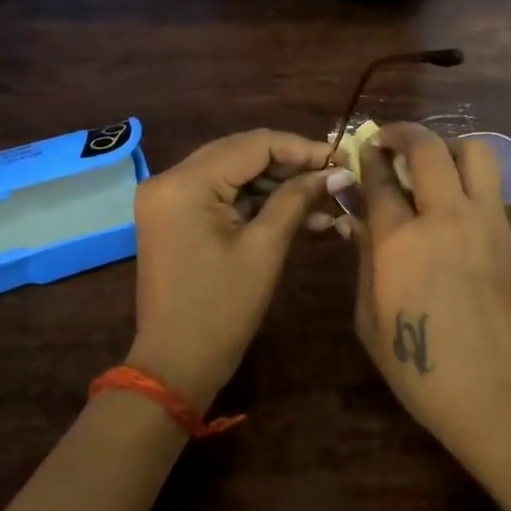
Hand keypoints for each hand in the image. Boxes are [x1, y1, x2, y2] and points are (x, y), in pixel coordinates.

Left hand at [128, 129, 342, 410]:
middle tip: (335, 174)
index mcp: (185, 183)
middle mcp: (169, 179)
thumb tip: (336, 170)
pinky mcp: (175, 216)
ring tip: (324, 199)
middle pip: (241, 153)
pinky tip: (298, 212)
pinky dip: (257, 201)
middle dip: (291, 164)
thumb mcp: (264, 249)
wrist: (175, 366)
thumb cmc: (221, 310)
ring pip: (234, 173)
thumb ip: (297, 199)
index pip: (252, 145)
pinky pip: (222, 194)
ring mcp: (169, 198)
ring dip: (277, 184)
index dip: (301, 148)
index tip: (341, 158)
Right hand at [347, 123, 510, 462]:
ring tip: (429, 164)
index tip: (360, 154)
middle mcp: (445, 217)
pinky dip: (468, 175)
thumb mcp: (371, 322)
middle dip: (402, 133)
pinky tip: (453, 199)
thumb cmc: (424, 371)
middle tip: (387, 141)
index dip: (365, 160)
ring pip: (473, 152)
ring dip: (445, 146)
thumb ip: (364, 262)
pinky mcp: (510, 234)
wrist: (504, 397)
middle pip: (427, 148)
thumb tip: (358, 221)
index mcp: (400, 242)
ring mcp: (485, 222)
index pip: (378, 180)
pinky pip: (489, 184)